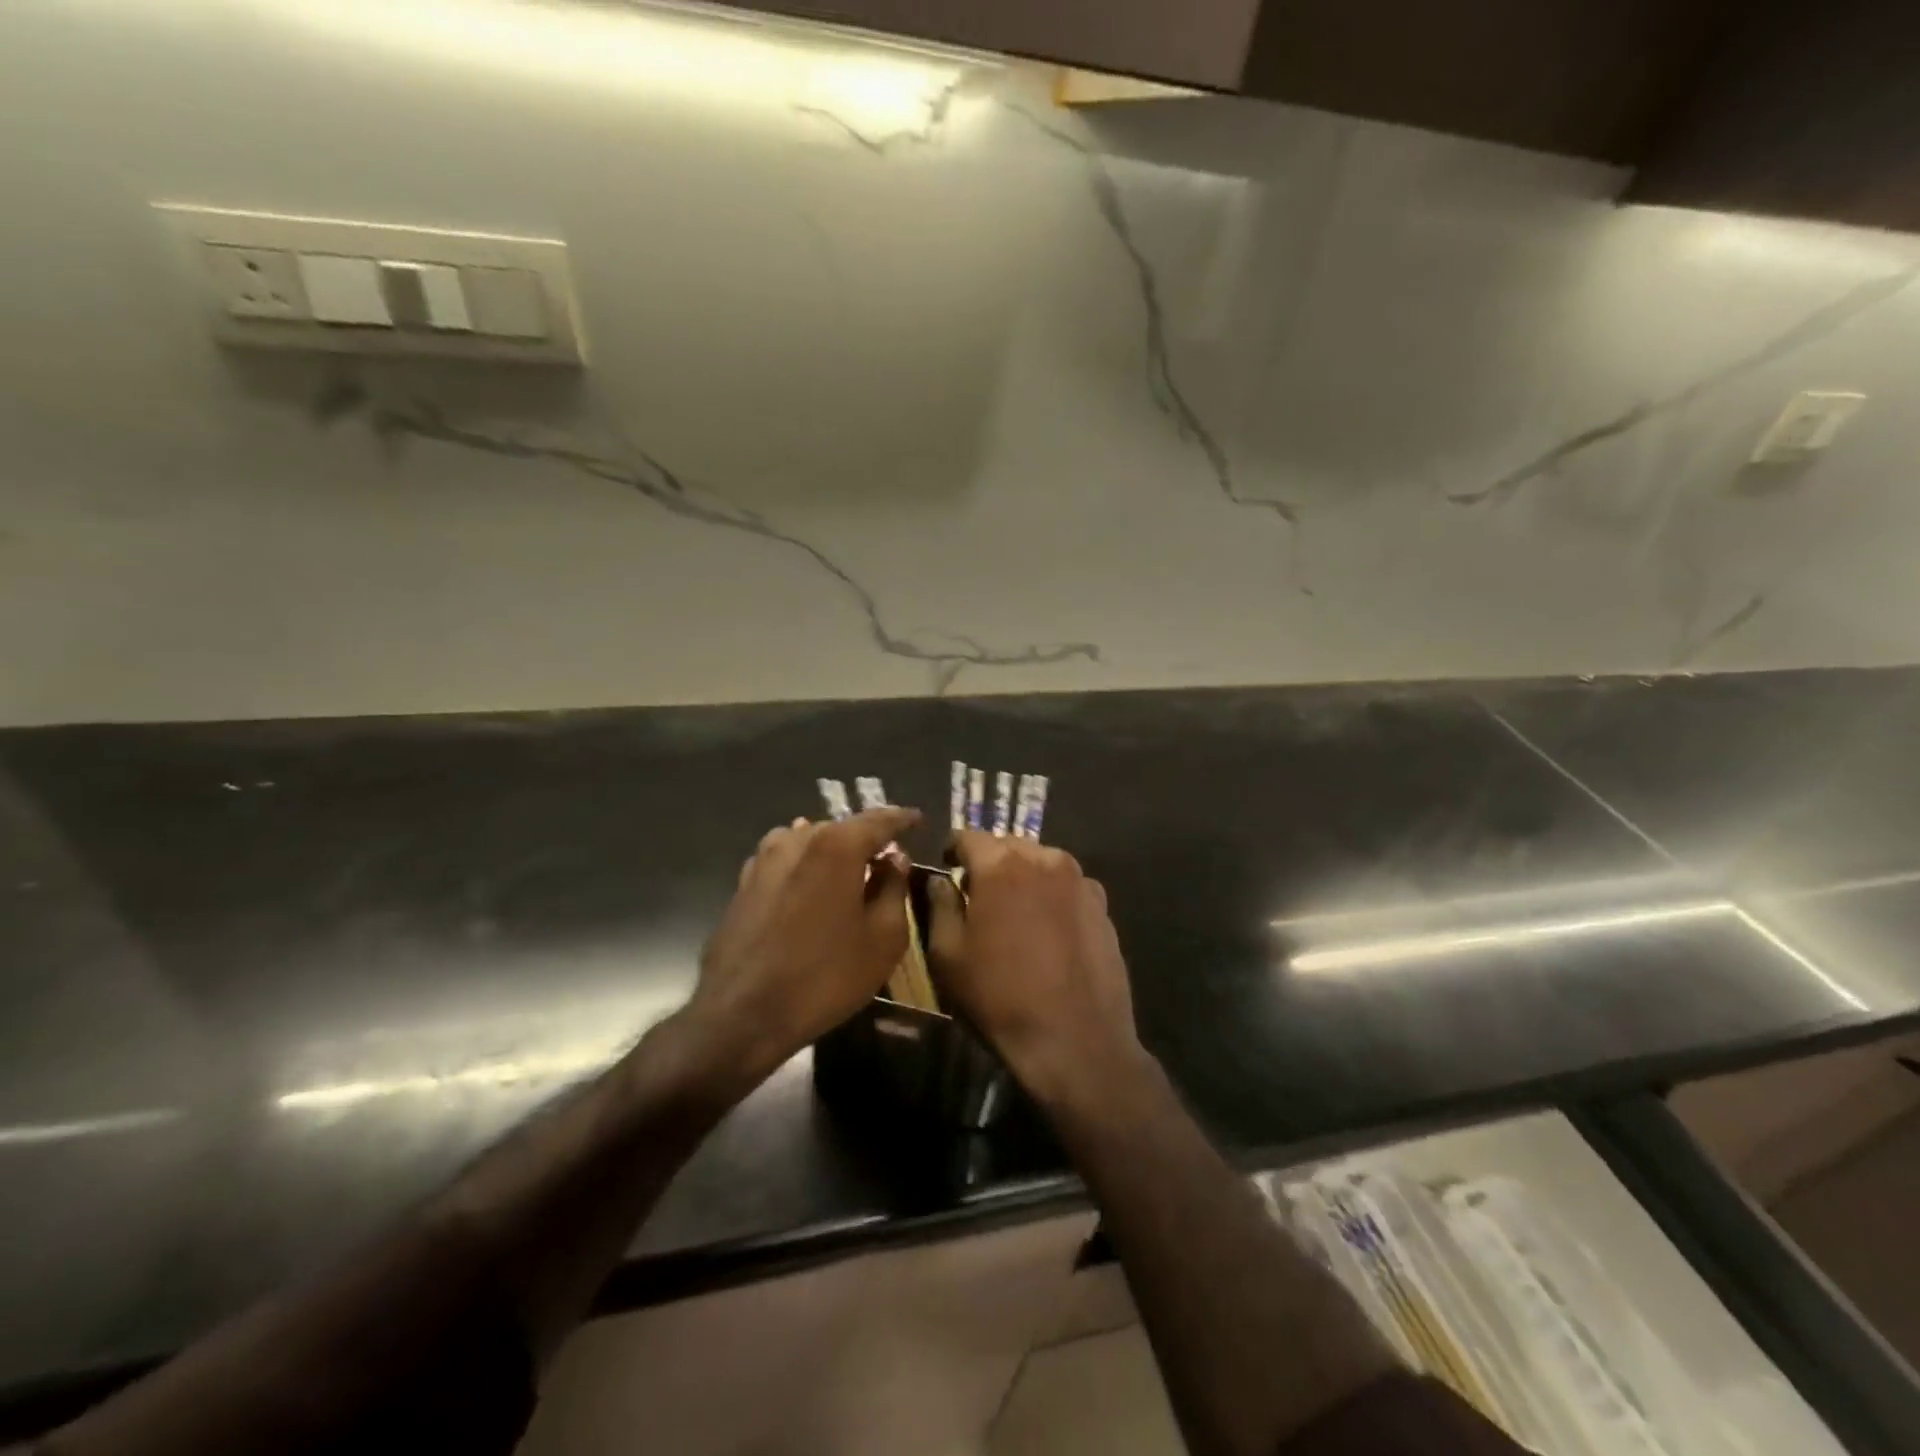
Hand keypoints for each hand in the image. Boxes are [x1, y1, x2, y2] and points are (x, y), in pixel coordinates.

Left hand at [684, 807, 921, 1087]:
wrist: (741, 1013)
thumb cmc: (824, 976)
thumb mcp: (883, 938)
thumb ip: (894, 889)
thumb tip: (894, 860)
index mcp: (837, 845)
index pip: (879, 820)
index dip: (902, 820)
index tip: (918, 820)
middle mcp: (798, 839)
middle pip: (842, 828)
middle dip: (866, 839)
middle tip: (887, 857)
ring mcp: (764, 859)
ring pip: (810, 841)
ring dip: (833, 851)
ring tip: (849, 873)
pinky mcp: (744, 883)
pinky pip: (786, 861)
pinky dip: (805, 867)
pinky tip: (811, 889)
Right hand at [926, 832, 1146, 1108]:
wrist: (1076, 1041)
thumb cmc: (1000, 997)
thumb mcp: (948, 955)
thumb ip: (940, 905)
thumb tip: (941, 880)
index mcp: (1001, 864)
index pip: (968, 836)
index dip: (953, 851)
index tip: (947, 870)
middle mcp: (1045, 859)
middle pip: (1008, 845)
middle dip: (990, 862)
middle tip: (979, 895)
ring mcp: (1080, 881)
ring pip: (1042, 862)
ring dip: (1024, 877)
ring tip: (1016, 914)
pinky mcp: (1103, 906)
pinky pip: (1068, 886)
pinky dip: (1053, 895)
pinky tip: (1049, 931)